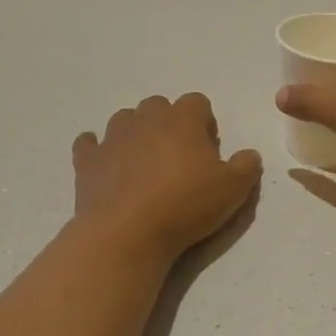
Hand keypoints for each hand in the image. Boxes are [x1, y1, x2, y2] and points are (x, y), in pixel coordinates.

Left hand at [73, 94, 261, 262]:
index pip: (197, 102)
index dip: (204, 122)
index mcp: (183, 119)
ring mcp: (112, 137)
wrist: (127, 232)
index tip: (208, 149)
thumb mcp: (234, 189)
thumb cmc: (186, 204)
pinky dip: (98, 149)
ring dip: (136, 134)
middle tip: (179, 158)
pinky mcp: (86, 161)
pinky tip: (107, 165)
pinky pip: (90, 144)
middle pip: (158, 105)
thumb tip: (249, 154)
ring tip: (145, 164)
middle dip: (169, 124)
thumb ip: (247, 165)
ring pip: (125, 120)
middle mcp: (145, 119)